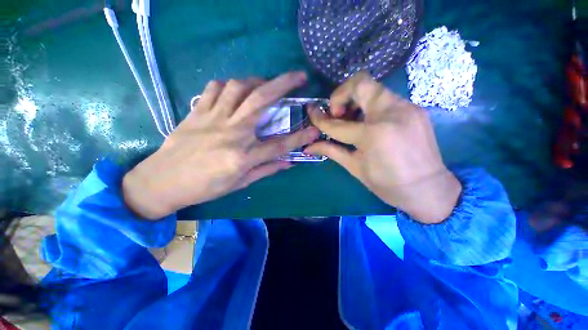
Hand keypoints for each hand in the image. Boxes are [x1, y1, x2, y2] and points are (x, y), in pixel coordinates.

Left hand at [123, 72, 319, 218]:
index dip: (300, 137)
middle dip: (283, 84)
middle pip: (261, 101)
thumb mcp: (239, 183)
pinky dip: (230, 85)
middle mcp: (231, 134)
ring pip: (238, 87)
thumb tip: (288, 162)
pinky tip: (236, 91)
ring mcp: (213, 119)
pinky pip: (215, 88)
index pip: (279, 145)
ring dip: (257, 81)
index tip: (315, 129)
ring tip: (266, 85)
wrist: (163, 181)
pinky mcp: (197, 112)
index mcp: (243, 157)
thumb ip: (266, 169)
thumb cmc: (205, 187)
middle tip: (299, 76)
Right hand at [305, 72, 460, 223]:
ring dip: (355, 100)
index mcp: (373, 135)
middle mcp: (391, 113)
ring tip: (351, 119)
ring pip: (373, 88)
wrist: (430, 189)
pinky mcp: (414, 109)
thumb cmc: (388, 184)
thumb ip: (331, 151)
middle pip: (360, 83)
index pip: (338, 123)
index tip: (311, 111)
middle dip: (341, 95)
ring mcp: (406, 108)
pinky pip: (385, 98)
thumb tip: (308, 147)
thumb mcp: (355, 168)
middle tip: (337, 114)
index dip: (320, 118)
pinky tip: (367, 122)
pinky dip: (369, 106)